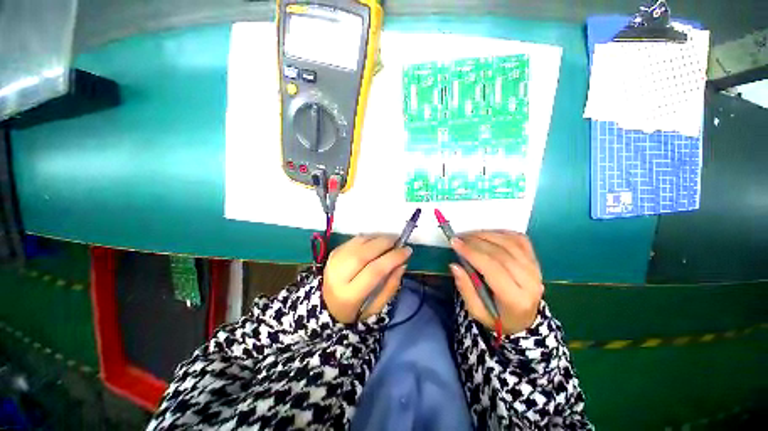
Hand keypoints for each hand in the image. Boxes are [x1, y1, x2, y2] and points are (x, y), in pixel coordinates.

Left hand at [323, 235, 411, 323]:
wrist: (328, 305)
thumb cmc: (356, 310)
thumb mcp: (377, 307)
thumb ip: (391, 286)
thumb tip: (402, 263)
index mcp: (349, 295)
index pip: (374, 271)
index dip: (393, 258)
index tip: (407, 251)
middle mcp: (338, 275)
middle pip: (364, 253)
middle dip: (385, 243)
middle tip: (399, 241)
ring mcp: (334, 261)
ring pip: (359, 242)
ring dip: (378, 238)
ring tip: (390, 240)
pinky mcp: (334, 252)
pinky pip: (354, 239)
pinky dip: (369, 237)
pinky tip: (377, 241)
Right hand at [449, 231, 542, 334]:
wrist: (525, 319)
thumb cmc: (498, 317)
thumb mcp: (477, 311)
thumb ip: (465, 289)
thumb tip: (454, 266)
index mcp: (515, 299)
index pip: (492, 269)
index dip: (472, 253)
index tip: (454, 243)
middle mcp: (530, 282)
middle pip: (500, 253)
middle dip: (475, 241)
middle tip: (458, 238)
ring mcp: (535, 269)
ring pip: (509, 243)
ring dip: (486, 234)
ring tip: (468, 235)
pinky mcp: (535, 260)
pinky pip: (519, 239)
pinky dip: (501, 233)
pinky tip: (487, 234)